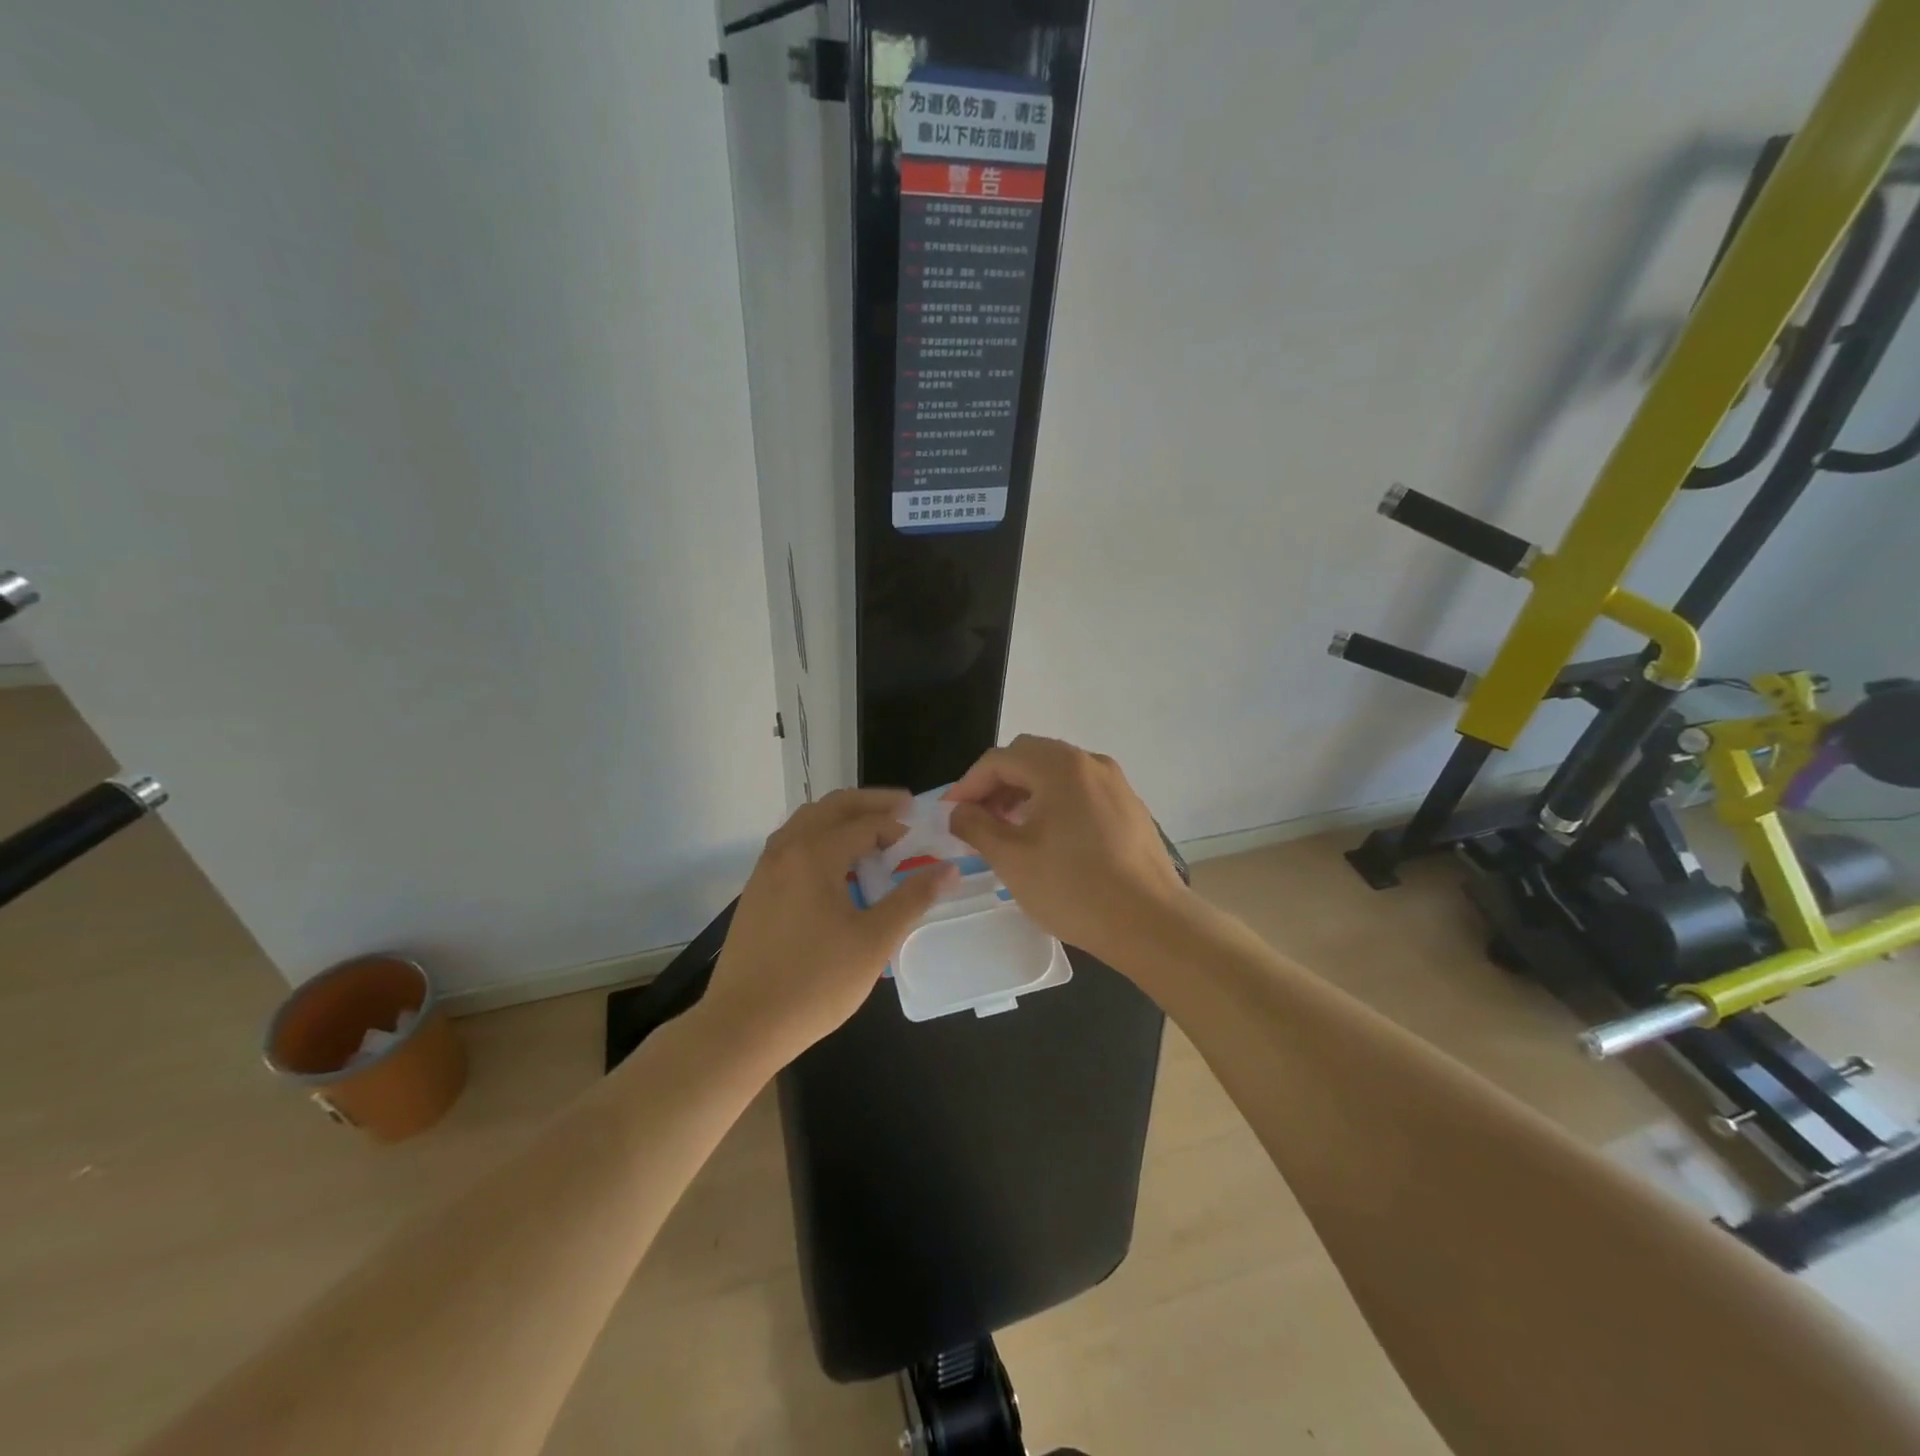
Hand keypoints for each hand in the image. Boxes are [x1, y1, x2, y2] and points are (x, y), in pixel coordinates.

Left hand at [700, 788, 953, 1065]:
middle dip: (869, 803)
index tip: (923, 833)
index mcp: (814, 854)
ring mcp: (765, 870)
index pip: (865, 822)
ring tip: (871, 834)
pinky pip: (791, 845)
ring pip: (806, 822)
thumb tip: (949, 869)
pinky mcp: (755, 892)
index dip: (898, 824)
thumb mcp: (874, 941)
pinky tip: (835, 867)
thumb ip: (912, 898)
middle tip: (902, 810)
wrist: (742, 1026)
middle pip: (831, 807)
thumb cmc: (815, 983)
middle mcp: (786, 850)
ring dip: (841, 818)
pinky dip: (819, 838)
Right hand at [945, 735, 1191, 968]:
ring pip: (1057, 773)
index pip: (1000, 760)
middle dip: (997, 784)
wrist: (1151, 923)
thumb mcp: (1012, 859)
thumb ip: (976, 826)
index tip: (950, 813)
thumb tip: (958, 811)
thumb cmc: (1074, 888)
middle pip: (1030, 757)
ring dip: (1025, 792)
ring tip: (1007, 829)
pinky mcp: (1129, 807)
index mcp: (1060, 766)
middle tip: (977, 818)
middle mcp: (1090, 763)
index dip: (968, 784)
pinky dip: (1054, 802)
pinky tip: (1048, 838)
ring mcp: (1115, 783)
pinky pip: (1080, 791)